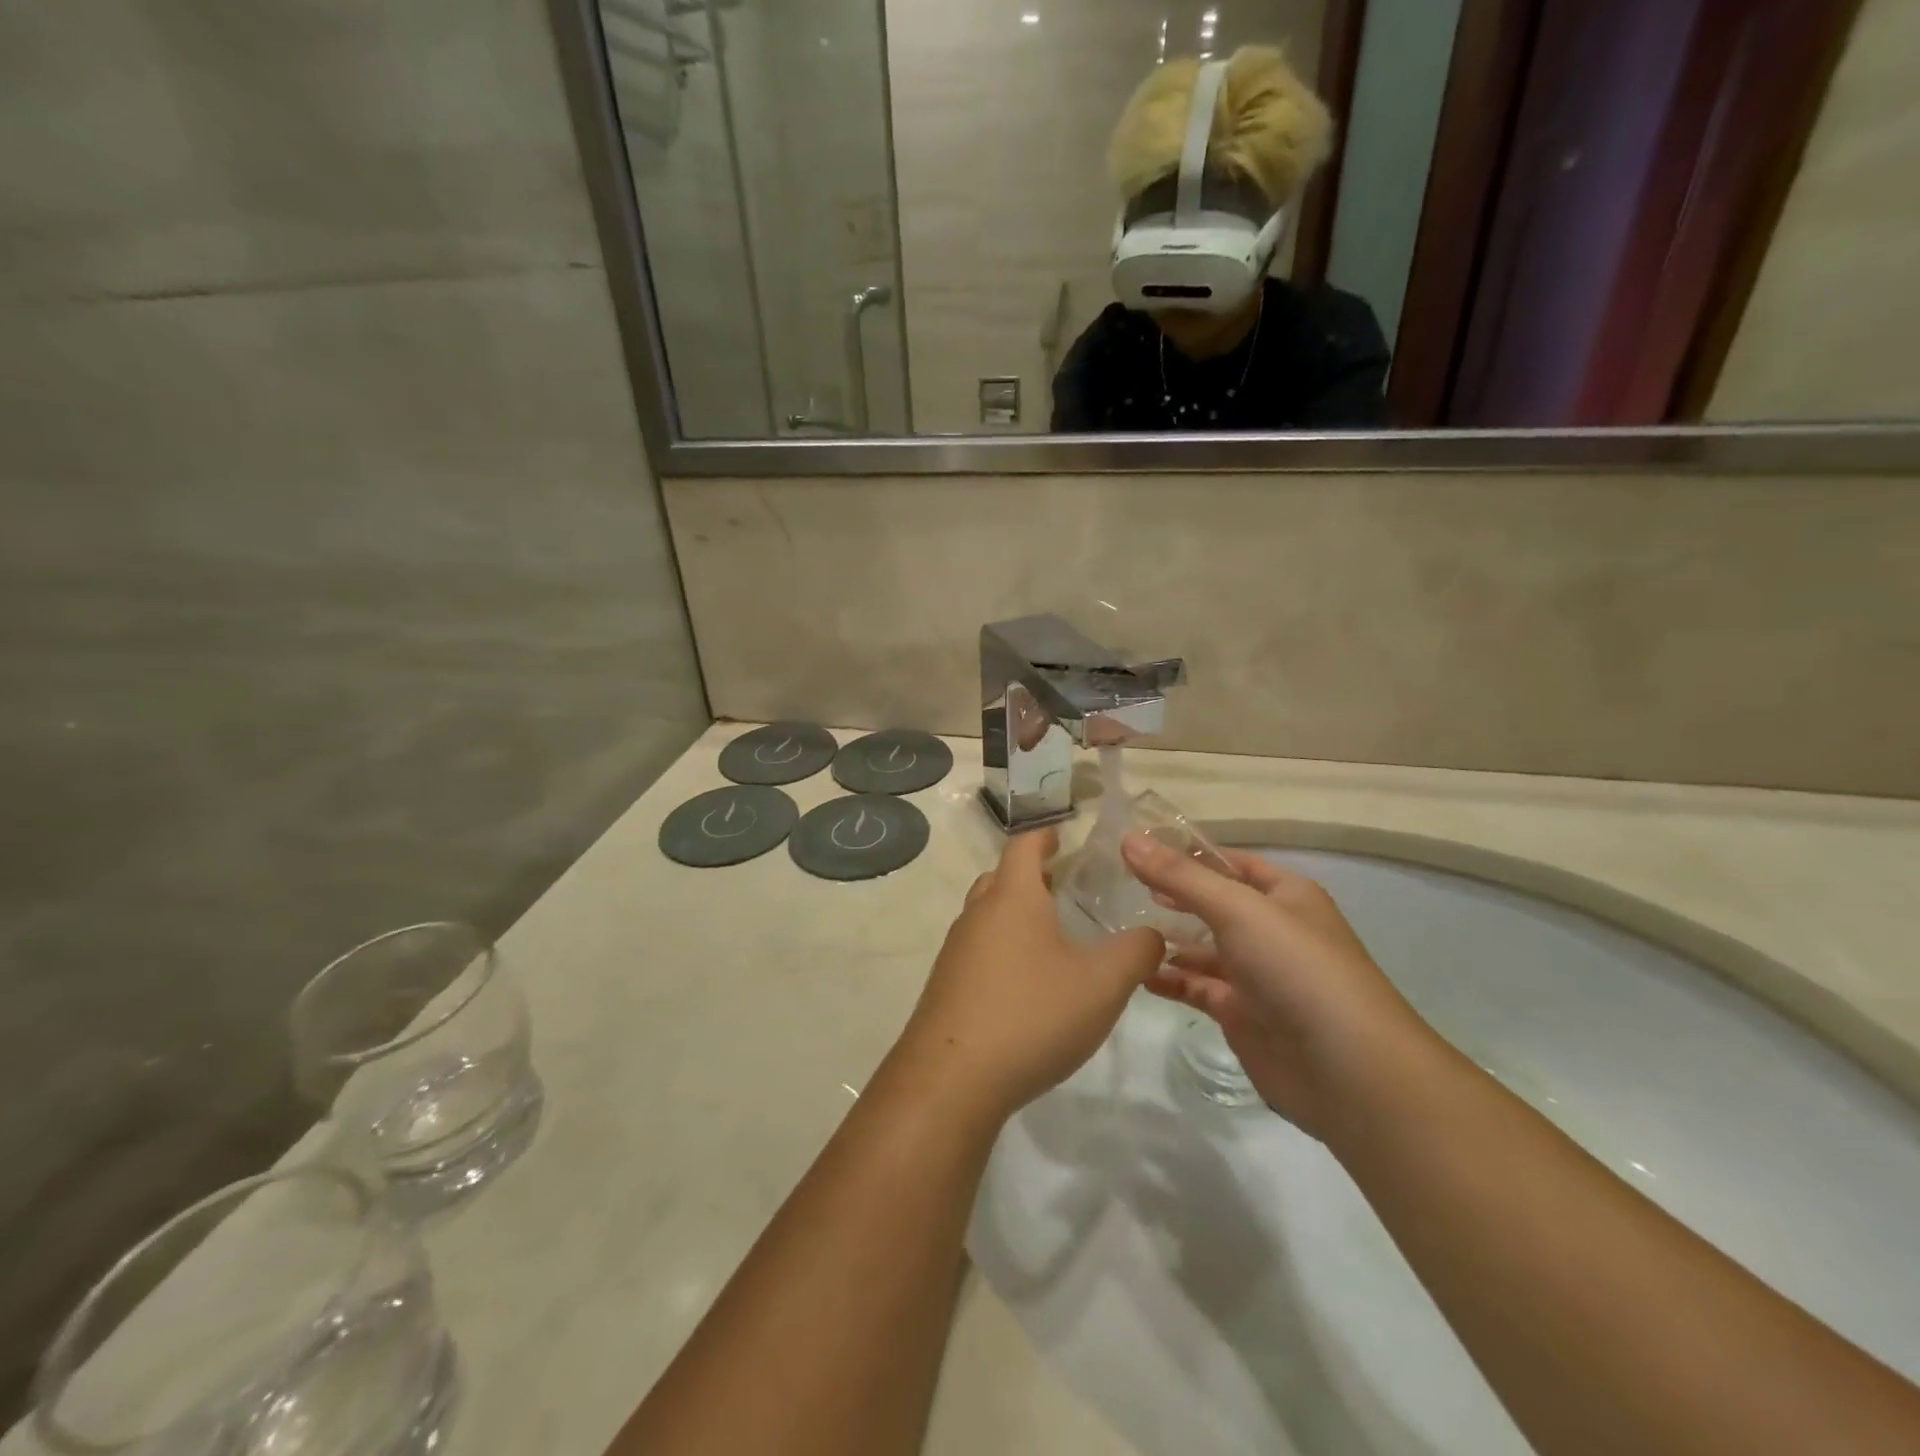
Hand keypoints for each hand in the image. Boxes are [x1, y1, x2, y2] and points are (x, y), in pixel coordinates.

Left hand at [885, 829, 1165, 1125]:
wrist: (952, 1079)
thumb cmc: (1032, 1014)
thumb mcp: (1102, 984)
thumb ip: (1136, 952)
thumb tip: (1152, 934)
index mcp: (1012, 897)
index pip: (1024, 846)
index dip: (1045, 836)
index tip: (1062, 836)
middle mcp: (977, 914)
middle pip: (1000, 878)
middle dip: (1030, 877)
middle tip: (1064, 887)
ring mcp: (955, 951)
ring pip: (986, 916)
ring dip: (1014, 916)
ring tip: (1051, 938)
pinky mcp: (946, 987)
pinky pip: (977, 953)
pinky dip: (1002, 952)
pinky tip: (1025, 986)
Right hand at [1121, 834, 1429, 1135]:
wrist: (1347, 1069)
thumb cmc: (1296, 968)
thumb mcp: (1237, 909)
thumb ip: (1180, 876)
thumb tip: (1128, 840)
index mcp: (1284, 894)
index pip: (1228, 862)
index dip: (1186, 854)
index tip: (1135, 848)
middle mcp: (1271, 929)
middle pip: (1213, 904)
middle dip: (1171, 895)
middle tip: (1118, 886)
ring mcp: (1256, 974)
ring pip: (1202, 948)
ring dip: (1166, 938)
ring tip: (1118, 927)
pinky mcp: (1241, 1014)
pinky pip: (1197, 987)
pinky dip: (1168, 978)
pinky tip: (1135, 971)